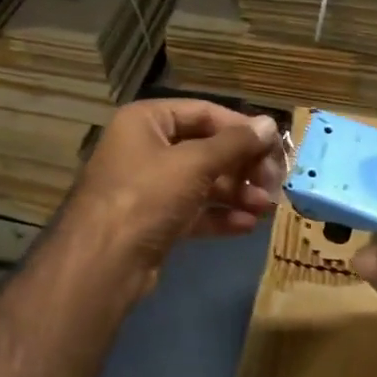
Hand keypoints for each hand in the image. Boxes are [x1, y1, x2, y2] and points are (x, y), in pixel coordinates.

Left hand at [59, 99, 285, 296]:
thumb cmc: (147, 196)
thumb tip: (269, 124)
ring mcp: (148, 187)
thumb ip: (235, 144)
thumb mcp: (195, 163)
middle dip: (242, 166)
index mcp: (146, 121)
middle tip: (274, 182)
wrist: (103, 263)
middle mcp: (144, 148)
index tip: (274, 146)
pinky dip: (220, 216)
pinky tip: (246, 225)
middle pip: (205, 149)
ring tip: (265, 207)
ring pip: (202, 182)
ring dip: (236, 192)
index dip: (241, 128)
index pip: (203, 112)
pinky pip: (193, 211)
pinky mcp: (153, 221)